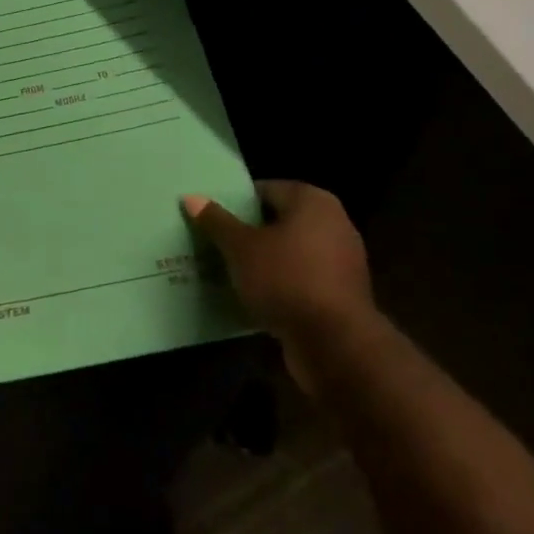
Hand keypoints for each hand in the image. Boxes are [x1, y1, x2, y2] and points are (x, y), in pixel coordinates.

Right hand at [182, 182, 374, 390]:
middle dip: (249, 231)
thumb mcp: (241, 248)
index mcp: (313, 201)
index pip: (265, 189)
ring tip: (229, 268)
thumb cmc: (286, 279)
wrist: (336, 344)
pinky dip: (281, 282)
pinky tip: (254, 293)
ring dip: (264, 259)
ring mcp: (342, 260)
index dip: (236, 201)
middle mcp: (334, 223)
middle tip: (215, 240)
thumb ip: (216, 221)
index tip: (211, 216)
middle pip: (279, 220)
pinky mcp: (341, 293)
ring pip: (290, 251)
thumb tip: (191, 197)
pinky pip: (302, 277)